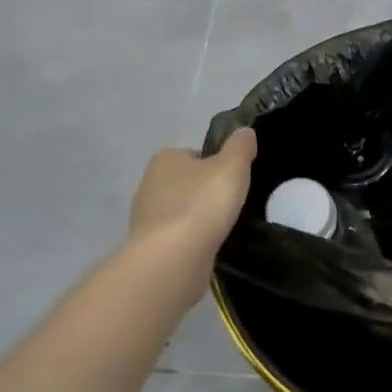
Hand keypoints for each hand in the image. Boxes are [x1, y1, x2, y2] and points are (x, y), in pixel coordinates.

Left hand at [127, 128, 256, 259]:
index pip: (194, 154)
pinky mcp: (149, 247)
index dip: (215, 164)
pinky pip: (176, 236)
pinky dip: (191, 239)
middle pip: (185, 182)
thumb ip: (240, 146)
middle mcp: (149, 183)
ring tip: (223, 227)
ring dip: (198, 217)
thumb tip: (245, 132)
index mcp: (165, 159)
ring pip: (180, 210)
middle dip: (205, 191)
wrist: (173, 259)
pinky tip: (208, 246)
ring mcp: (146, 218)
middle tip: (231, 202)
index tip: (233, 179)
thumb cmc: (203, 203)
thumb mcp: (233, 166)